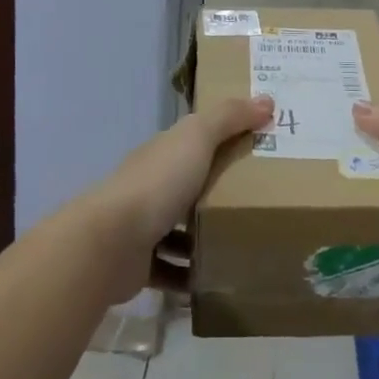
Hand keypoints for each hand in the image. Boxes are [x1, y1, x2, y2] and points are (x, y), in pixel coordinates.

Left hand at [85, 96, 272, 300]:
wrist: (111, 242)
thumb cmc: (158, 183)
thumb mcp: (197, 138)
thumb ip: (229, 118)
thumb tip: (267, 99)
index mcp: (162, 154)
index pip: (192, 142)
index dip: (221, 141)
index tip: (256, 149)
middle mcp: (150, 186)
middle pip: (187, 186)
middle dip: (216, 193)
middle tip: (259, 202)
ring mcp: (142, 227)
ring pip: (177, 231)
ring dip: (204, 238)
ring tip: (242, 244)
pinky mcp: (140, 265)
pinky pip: (171, 270)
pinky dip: (190, 275)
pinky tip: (217, 279)